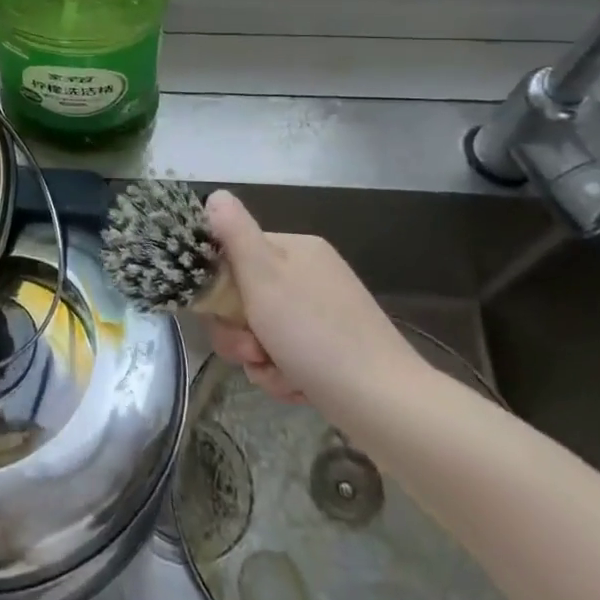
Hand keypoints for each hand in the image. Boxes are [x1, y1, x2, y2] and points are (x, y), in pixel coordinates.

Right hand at [202, 190, 427, 418]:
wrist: (384, 404)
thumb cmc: (315, 334)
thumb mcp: (264, 276)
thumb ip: (234, 233)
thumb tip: (215, 194)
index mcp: (296, 249)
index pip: (235, 254)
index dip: (218, 285)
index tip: (219, 311)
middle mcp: (309, 275)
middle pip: (245, 298)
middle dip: (239, 331)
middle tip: (250, 351)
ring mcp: (322, 314)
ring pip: (261, 332)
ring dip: (258, 359)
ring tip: (277, 373)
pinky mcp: (330, 351)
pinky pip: (285, 356)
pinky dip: (282, 374)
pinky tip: (296, 387)